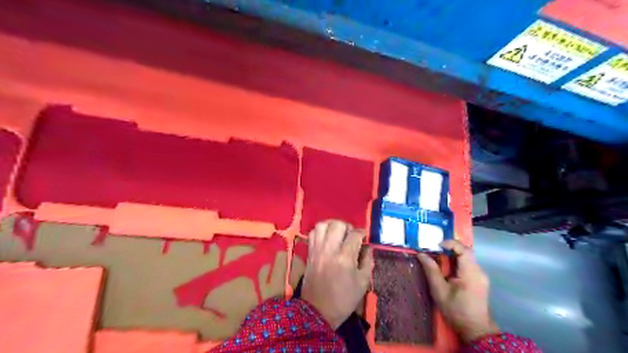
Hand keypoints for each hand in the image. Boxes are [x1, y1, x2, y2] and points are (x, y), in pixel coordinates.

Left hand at [303, 219, 374, 328]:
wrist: (318, 311)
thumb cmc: (344, 299)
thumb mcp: (363, 283)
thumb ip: (367, 261)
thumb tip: (367, 247)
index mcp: (345, 257)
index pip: (354, 234)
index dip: (361, 233)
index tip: (364, 237)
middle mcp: (329, 249)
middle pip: (337, 224)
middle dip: (347, 226)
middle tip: (350, 235)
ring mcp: (317, 250)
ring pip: (322, 225)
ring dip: (332, 225)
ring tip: (338, 234)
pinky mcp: (309, 252)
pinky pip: (313, 233)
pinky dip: (321, 231)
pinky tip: (327, 238)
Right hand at [416, 240, 501, 340]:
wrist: (475, 329)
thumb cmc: (456, 310)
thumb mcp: (439, 290)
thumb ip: (431, 270)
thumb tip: (421, 254)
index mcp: (470, 273)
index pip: (464, 250)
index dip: (451, 243)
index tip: (437, 245)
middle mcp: (479, 271)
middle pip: (466, 252)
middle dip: (450, 248)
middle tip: (435, 251)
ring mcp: (481, 276)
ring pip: (467, 258)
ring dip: (453, 255)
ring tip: (439, 260)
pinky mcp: (480, 280)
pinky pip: (468, 264)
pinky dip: (457, 262)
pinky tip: (448, 270)